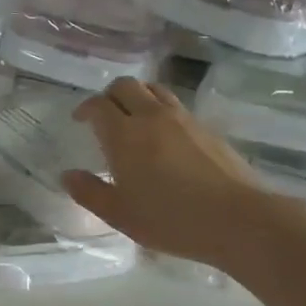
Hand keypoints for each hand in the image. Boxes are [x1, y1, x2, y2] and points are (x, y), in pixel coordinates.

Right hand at [62, 78, 273, 265]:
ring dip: (138, 96)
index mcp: (124, 134)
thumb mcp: (120, 214)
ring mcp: (183, 119)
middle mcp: (151, 116)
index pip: (98, 104)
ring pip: (153, 89)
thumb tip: (68, 175)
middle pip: (125, 85)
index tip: (79, 119)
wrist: (237, 219)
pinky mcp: (206, 128)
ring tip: (134, 118)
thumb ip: (89, 192)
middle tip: (105, 116)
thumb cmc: (170, 220)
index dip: (85, 108)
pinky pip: (176, 105)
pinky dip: (161, 110)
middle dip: (109, 95)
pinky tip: (164, 136)